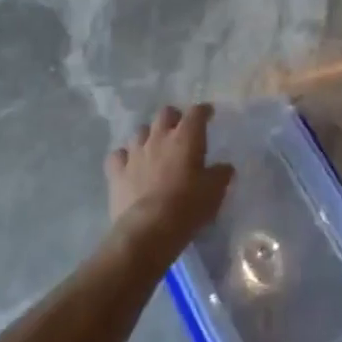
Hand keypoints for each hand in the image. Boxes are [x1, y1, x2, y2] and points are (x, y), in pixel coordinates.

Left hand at [105, 104, 233, 260]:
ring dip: (149, 136)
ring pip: (140, 131)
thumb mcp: (214, 192)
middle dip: (174, 118)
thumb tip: (224, 167)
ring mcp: (135, 153)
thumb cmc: (187, 206)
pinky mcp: (117, 172)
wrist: (148, 230)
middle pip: (165, 114)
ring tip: (154, 148)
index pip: (196, 113)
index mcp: (186, 137)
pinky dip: (125, 157)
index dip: (203, 111)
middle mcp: (159, 137)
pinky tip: (129, 165)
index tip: (208, 114)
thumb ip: (221, 174)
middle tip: (180, 131)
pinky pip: (118, 155)